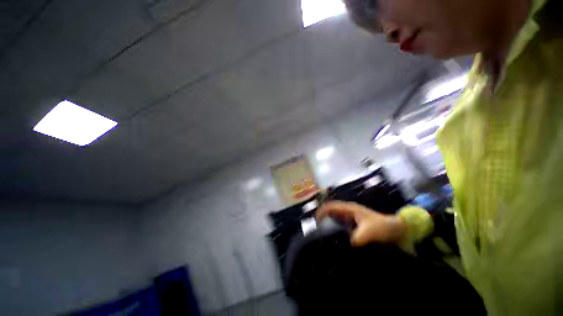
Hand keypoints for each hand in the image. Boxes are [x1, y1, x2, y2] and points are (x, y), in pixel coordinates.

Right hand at [316, 201, 406, 246]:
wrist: (397, 230)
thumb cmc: (383, 227)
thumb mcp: (370, 232)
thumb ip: (357, 238)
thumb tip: (344, 244)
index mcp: (349, 208)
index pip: (330, 206)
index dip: (321, 212)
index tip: (314, 222)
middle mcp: (348, 211)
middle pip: (330, 211)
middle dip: (322, 218)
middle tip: (316, 231)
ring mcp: (351, 217)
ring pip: (334, 218)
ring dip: (328, 224)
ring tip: (322, 236)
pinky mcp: (354, 225)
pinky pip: (340, 225)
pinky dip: (335, 229)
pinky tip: (334, 239)